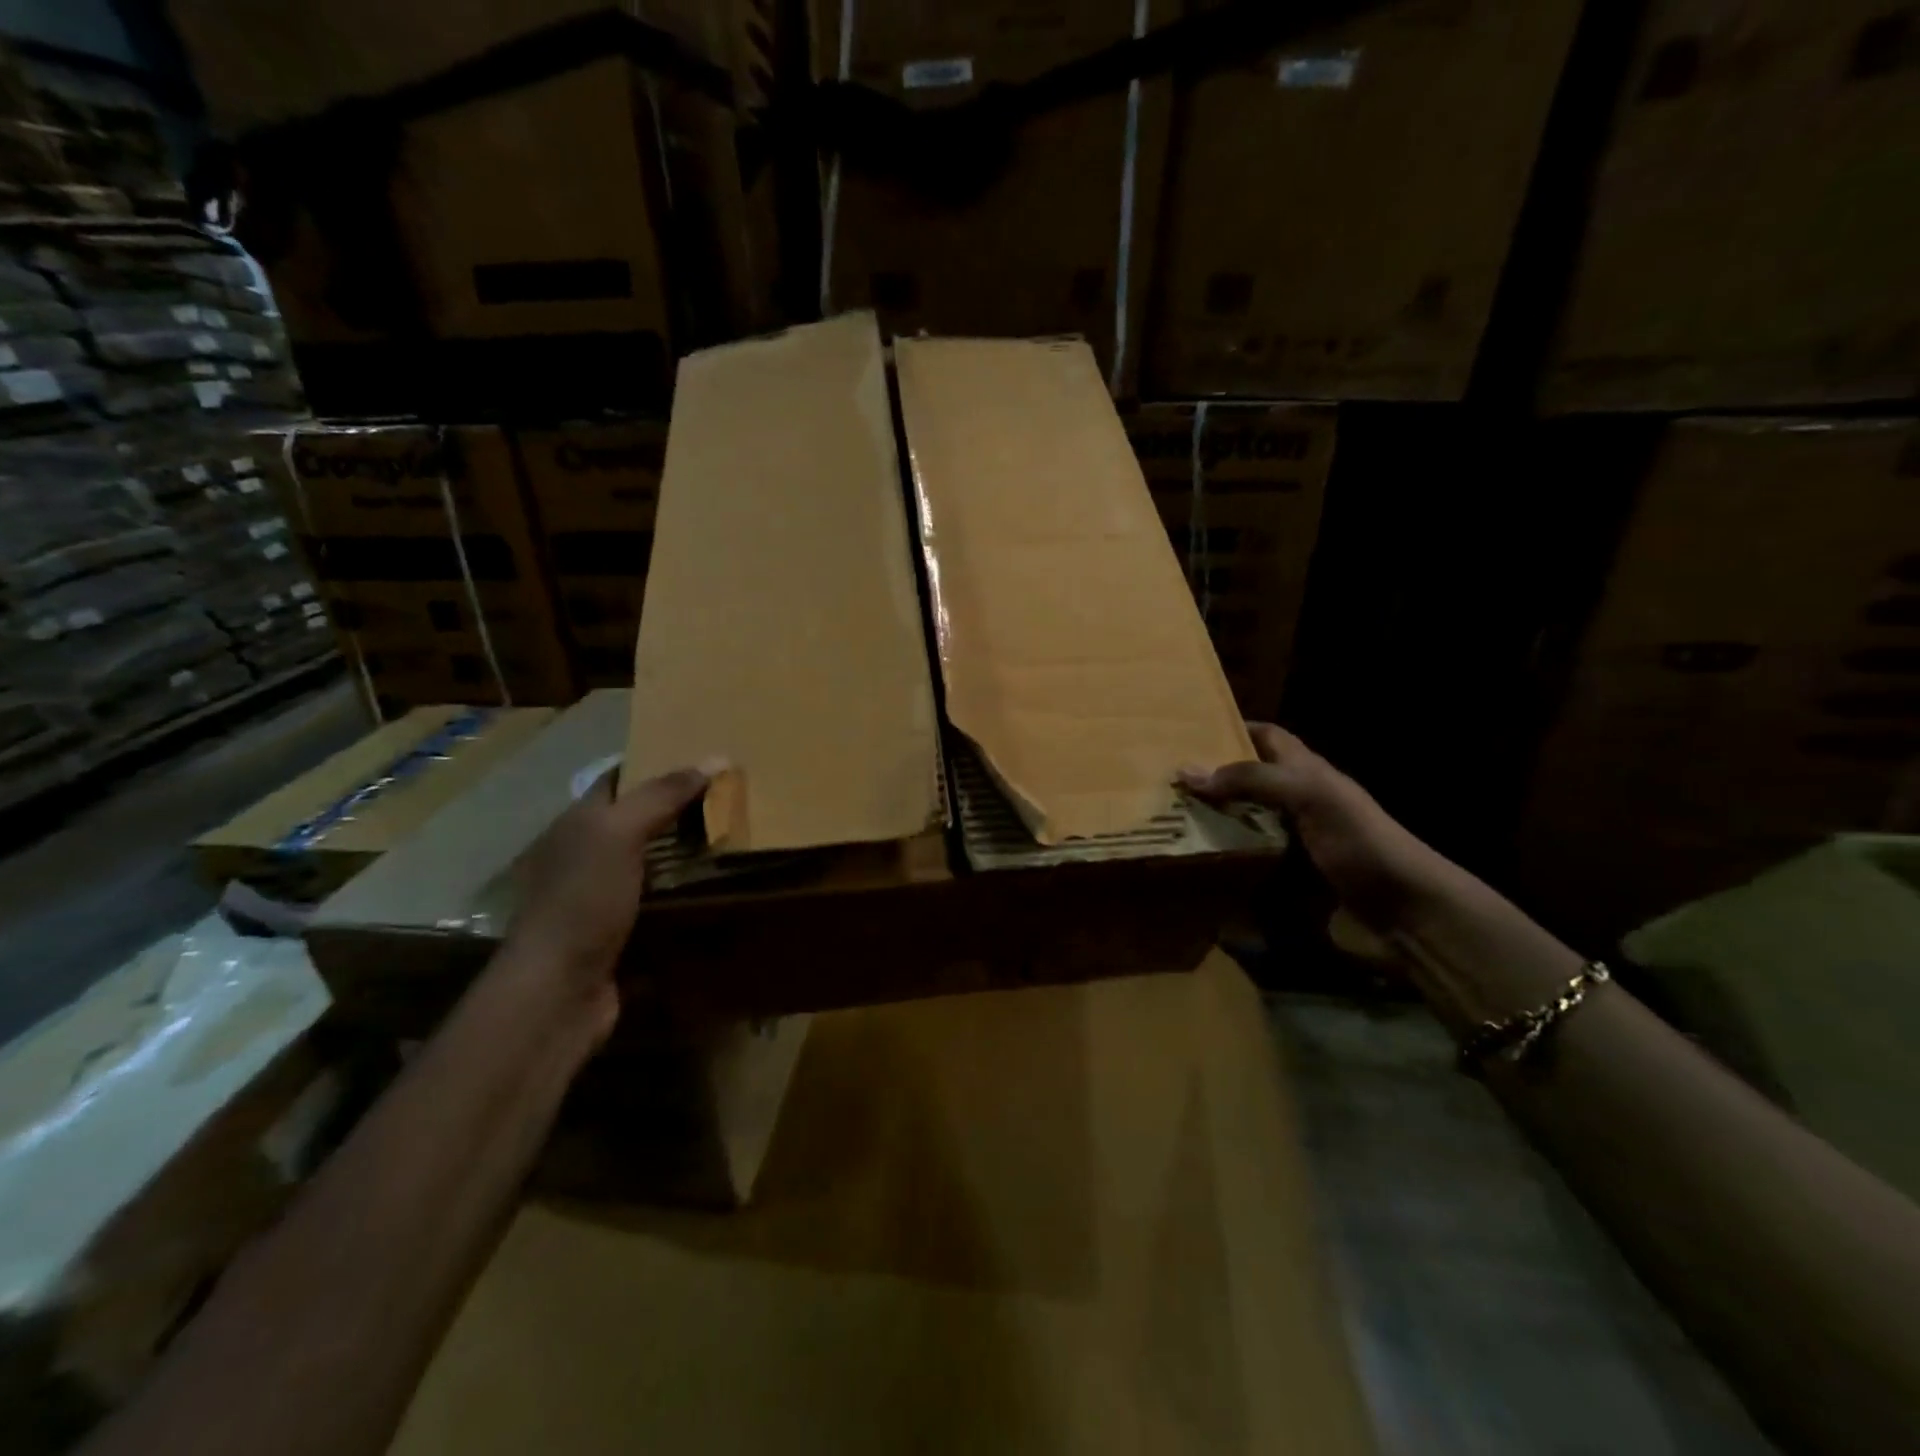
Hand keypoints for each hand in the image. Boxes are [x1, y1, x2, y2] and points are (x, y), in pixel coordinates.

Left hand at [502, 763, 713, 1033]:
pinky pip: (658, 900)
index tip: (703, 760)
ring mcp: (599, 896)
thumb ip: (662, 795)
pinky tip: (715, 889)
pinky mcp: (618, 931)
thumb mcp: (620, 834)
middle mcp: (584, 854)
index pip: (618, 780)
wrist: (559, 989)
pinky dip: (683, 893)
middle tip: (730, 798)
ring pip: (650, 862)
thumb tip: (715, 757)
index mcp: (577, 824)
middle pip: (637, 820)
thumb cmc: (583, 900)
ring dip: (685, 853)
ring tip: (732, 839)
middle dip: (678, 809)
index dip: (656, 764)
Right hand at [1179, 723, 1438, 933]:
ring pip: (1240, 823)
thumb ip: (1253, 780)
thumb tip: (1188, 771)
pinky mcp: (1285, 880)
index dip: (1232, 728)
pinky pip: (1244, 864)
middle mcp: (1295, 803)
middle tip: (1162, 782)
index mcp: (1305, 773)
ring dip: (1208, 823)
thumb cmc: (1360, 842)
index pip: (1266, 737)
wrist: (1405, 913)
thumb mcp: (1310, 796)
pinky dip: (1220, 862)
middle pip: (1246, 781)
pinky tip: (1191, 865)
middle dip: (1209, 780)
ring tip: (1163, 821)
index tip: (1187, 732)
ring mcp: (1290, 843)